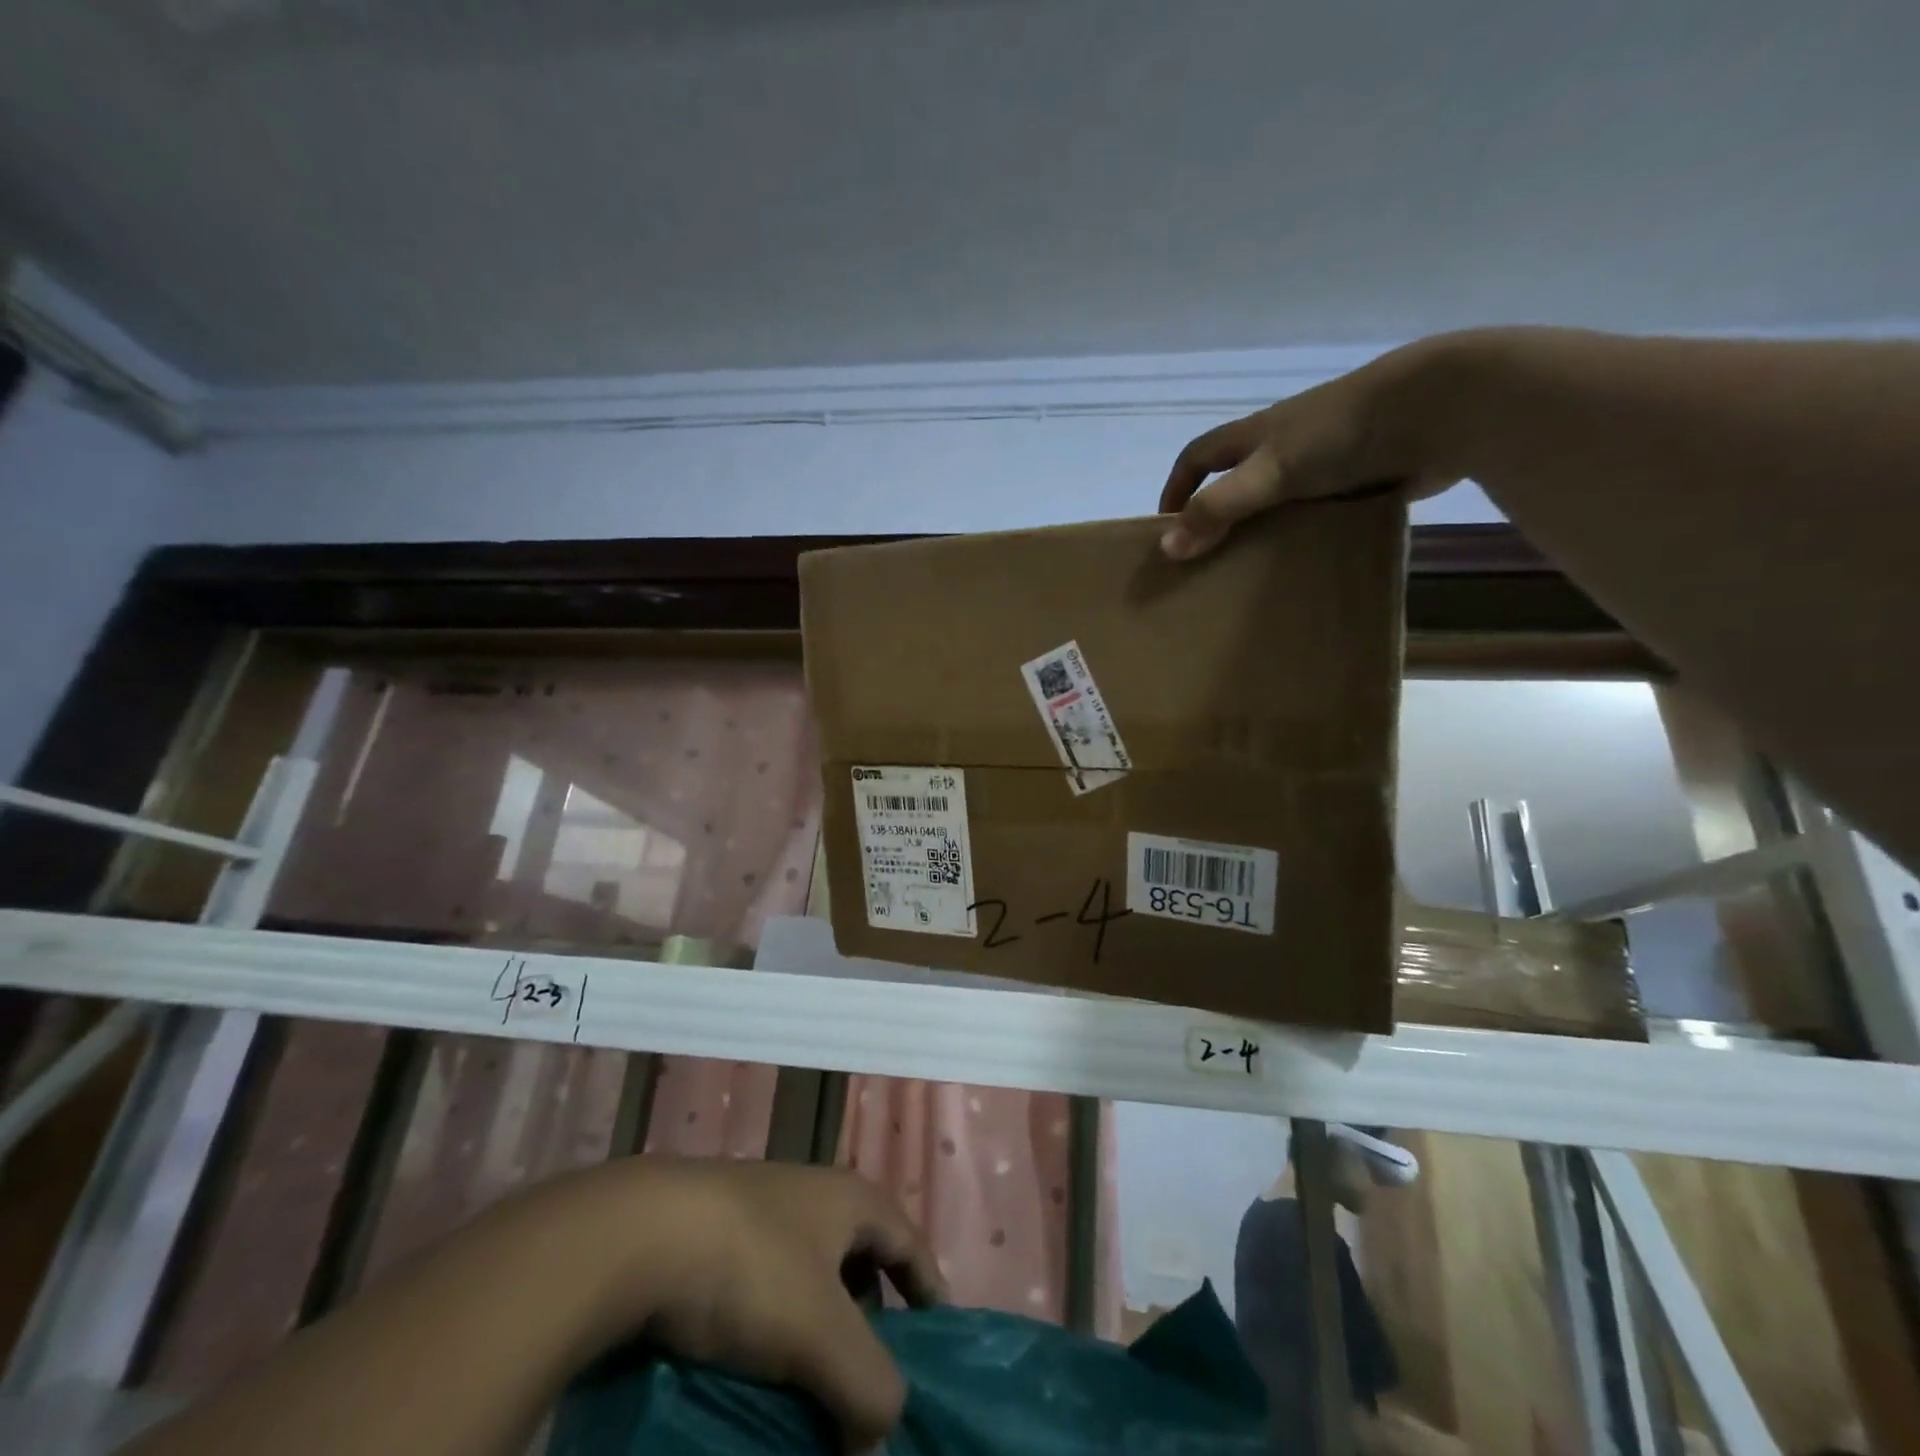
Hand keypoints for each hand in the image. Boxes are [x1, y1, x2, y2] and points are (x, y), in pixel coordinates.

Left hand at [570, 1158, 943, 1452]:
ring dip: (817, 1329)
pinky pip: (763, 1283)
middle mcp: (812, 1193)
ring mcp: (760, 1209)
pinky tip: (755, 1365)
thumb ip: (868, 1390)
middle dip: (870, 1320)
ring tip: (810, 1385)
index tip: (937, 1345)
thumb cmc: (751, 1269)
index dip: (929, 1290)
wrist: (640, 1233)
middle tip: (867, 1380)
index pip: (909, 1241)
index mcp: (850, 1198)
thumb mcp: (821, 1334)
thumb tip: (880, 1444)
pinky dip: (772, 1326)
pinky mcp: (714, 1232)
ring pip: (807, 1274)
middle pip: (859, 1258)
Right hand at [1157, 340, 1460, 561]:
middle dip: (1218, 514)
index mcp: (1257, 435)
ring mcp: (1325, 461)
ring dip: (1265, 527)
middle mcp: (1285, 445)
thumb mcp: (1268, 473)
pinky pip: (1321, 509)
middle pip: (1237, 479)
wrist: (1438, 411)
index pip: (1198, 456)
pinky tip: (1309, 560)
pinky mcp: (1362, 478)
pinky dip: (1308, 531)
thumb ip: (1220, 509)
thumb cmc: (1339, 435)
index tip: (1167, 527)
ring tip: (1254, 570)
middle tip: (1208, 559)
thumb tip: (1168, 549)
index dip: (1178, 487)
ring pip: (1280, 498)